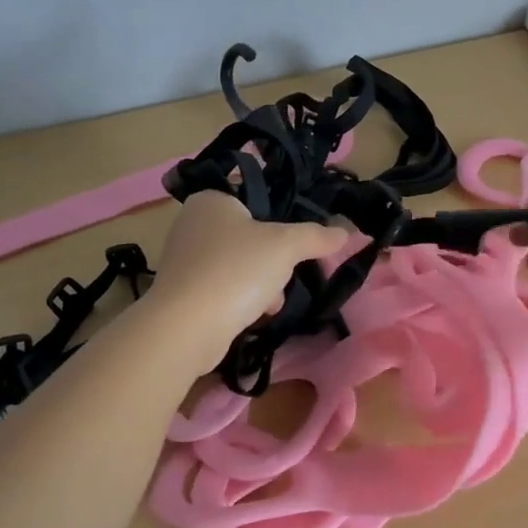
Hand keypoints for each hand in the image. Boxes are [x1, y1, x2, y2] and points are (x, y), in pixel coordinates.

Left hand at [146, 192, 350, 370]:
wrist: (187, 327)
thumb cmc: (236, 271)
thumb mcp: (286, 246)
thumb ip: (316, 236)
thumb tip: (345, 231)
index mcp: (211, 200)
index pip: (256, 200)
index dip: (281, 220)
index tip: (297, 243)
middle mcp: (191, 223)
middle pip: (250, 236)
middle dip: (273, 260)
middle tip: (285, 274)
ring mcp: (184, 260)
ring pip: (239, 265)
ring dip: (261, 283)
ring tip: (272, 301)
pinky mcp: (182, 292)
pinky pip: (223, 288)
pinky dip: (240, 300)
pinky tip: (255, 315)